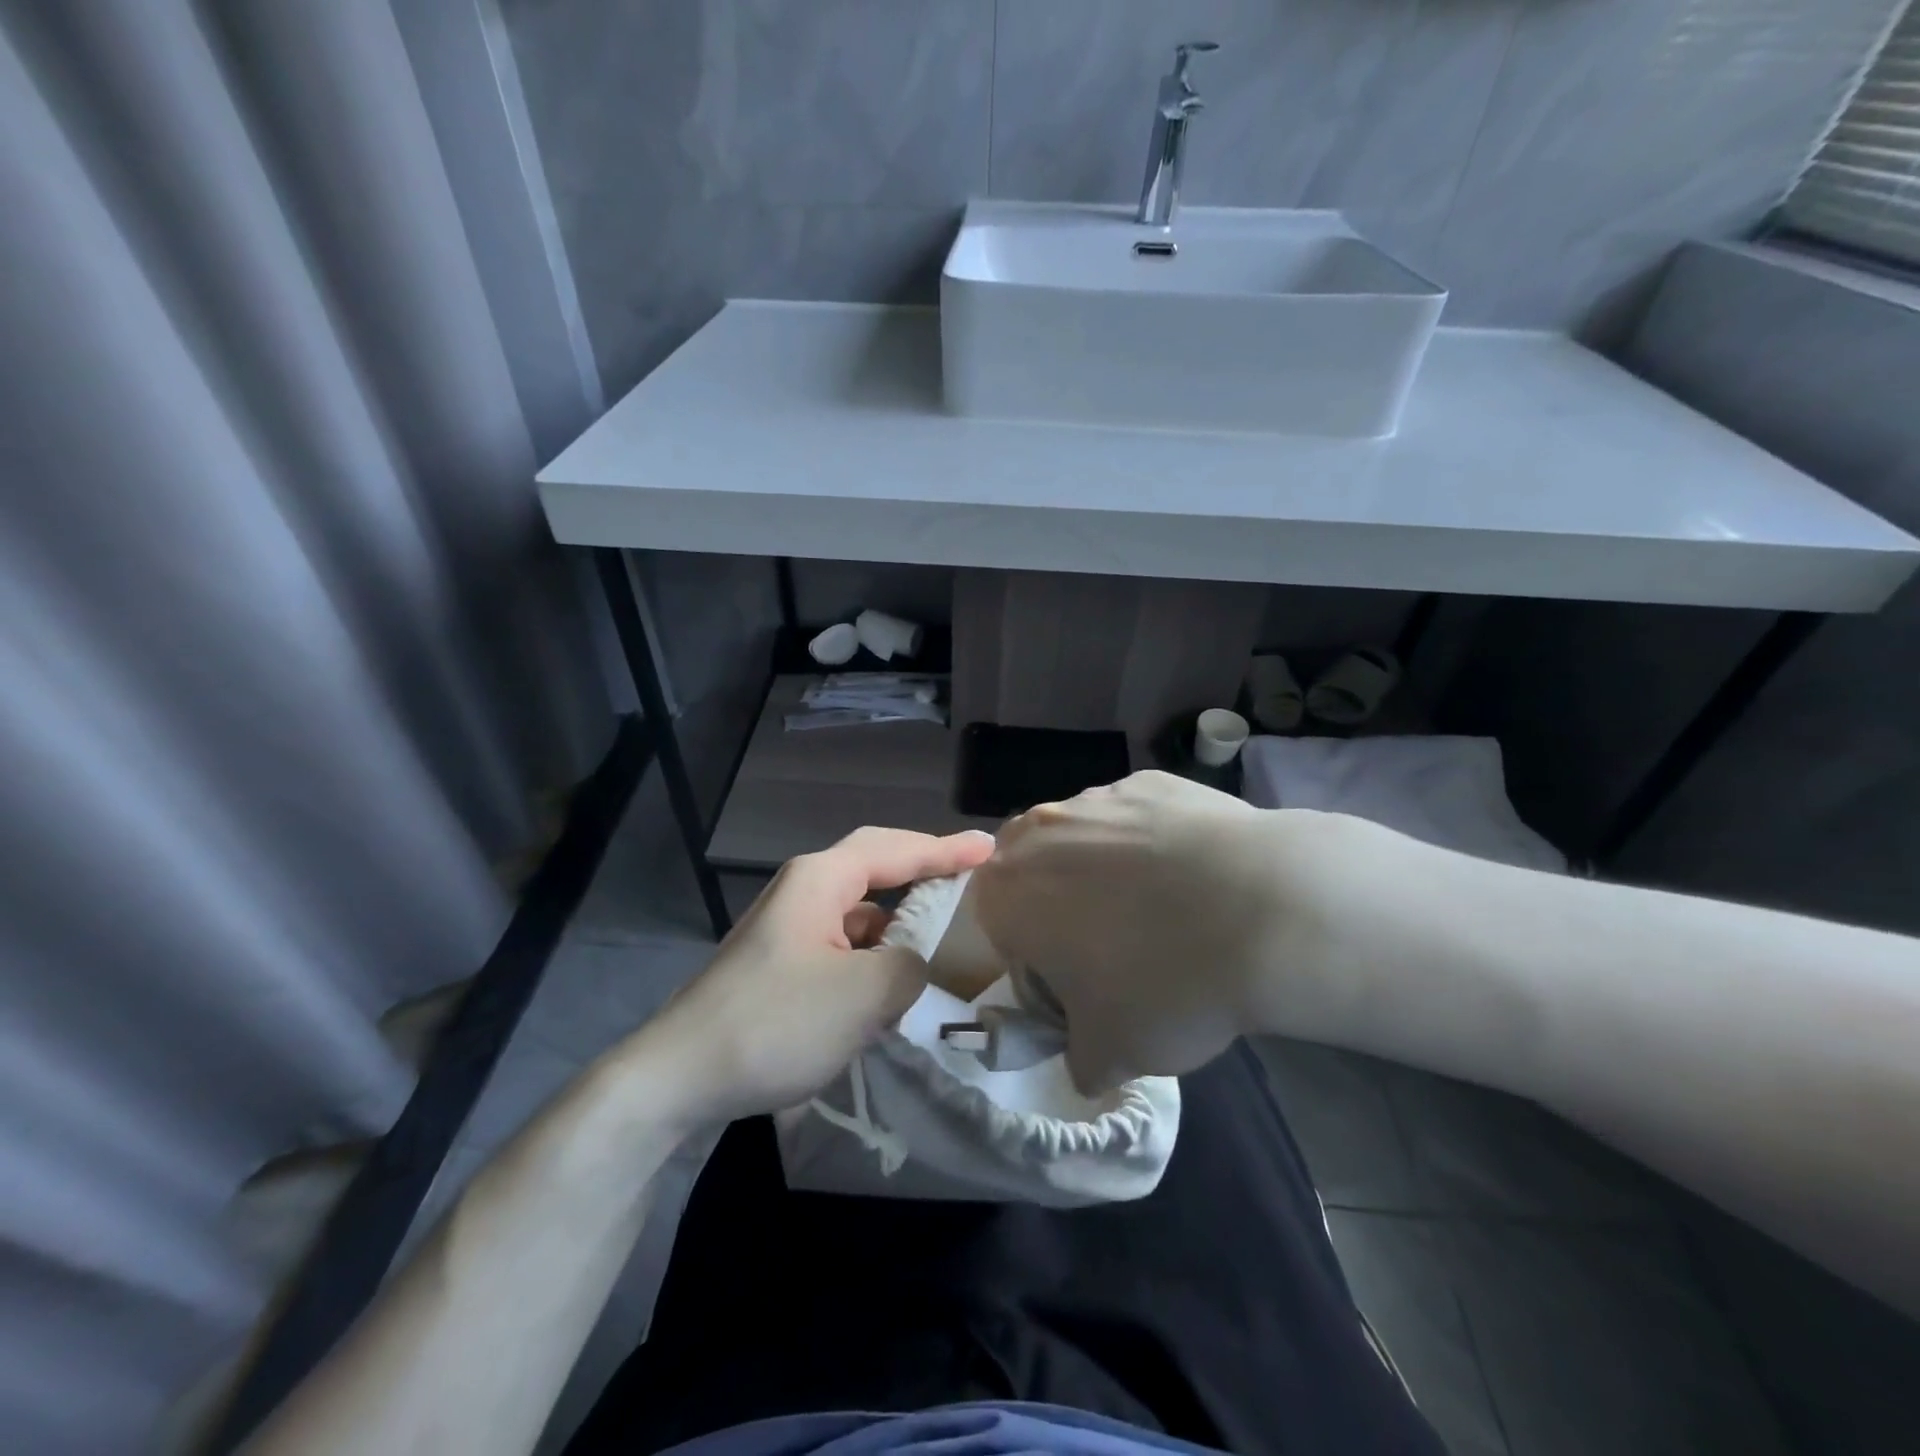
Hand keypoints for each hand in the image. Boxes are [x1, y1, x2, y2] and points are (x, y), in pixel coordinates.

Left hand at [643, 826, 995, 1123]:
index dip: (946, 849)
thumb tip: (910, 962)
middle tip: (967, 873)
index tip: (990, 848)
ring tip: (938, 936)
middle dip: (921, 868)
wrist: (679, 1076)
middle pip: (874, 866)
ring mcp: (787, 927)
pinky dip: (872, 952)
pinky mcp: (779, 963)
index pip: (896, 850)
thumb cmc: (776, 1023)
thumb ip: (909, 966)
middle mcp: (803, 890)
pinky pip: (841, 942)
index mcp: (821, 879)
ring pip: (858, 909)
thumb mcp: (864, 995)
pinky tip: (887, 983)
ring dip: (897, 919)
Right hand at [972, 771, 1309, 1093]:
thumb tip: (1088, 1060)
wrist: (1266, 911)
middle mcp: (1040, 830)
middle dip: (1058, 900)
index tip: (1071, 978)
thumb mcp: (1111, 1055)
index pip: (993, 919)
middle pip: (1033, 867)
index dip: (1028, 952)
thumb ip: (1079, 1059)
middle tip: (1110, 941)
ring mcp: (1099, 797)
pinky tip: (1198, 874)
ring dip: (1105, 868)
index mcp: (1008, 890)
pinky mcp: (1153, 781)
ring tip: (1166, 908)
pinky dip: (1154, 841)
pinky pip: (1137, 817)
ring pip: (1084, 836)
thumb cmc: (1164, 984)